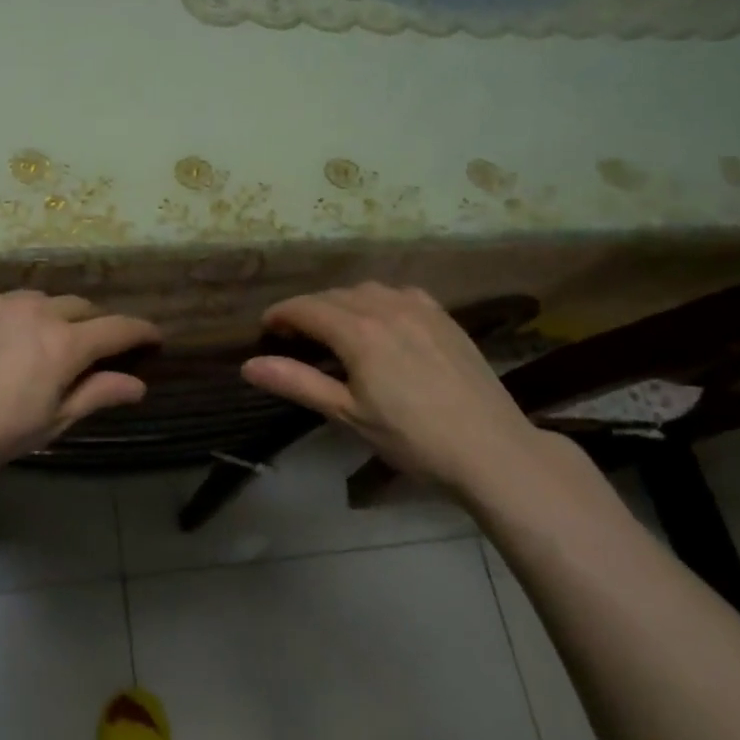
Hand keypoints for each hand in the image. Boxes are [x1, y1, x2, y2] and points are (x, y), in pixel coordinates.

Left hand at [0, 292, 160, 482]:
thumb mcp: (49, 424)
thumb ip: (96, 396)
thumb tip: (138, 385)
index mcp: (64, 345)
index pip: (118, 328)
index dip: (141, 331)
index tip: (154, 336)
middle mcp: (36, 311)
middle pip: (81, 307)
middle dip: (95, 324)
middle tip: (93, 349)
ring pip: (41, 300)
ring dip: (54, 317)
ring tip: (43, 343)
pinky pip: (3, 303)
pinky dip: (14, 318)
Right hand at [241, 283, 549, 490]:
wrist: (491, 449)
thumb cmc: (412, 438)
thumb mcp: (348, 415)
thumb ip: (297, 383)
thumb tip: (248, 365)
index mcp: (358, 332)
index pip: (306, 308)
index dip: (281, 315)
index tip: (266, 329)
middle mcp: (387, 308)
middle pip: (334, 296)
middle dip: (309, 310)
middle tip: (294, 337)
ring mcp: (421, 309)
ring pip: (367, 290)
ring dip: (342, 302)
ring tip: (335, 328)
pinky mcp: (445, 318)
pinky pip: (400, 294)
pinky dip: (377, 301)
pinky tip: (381, 322)